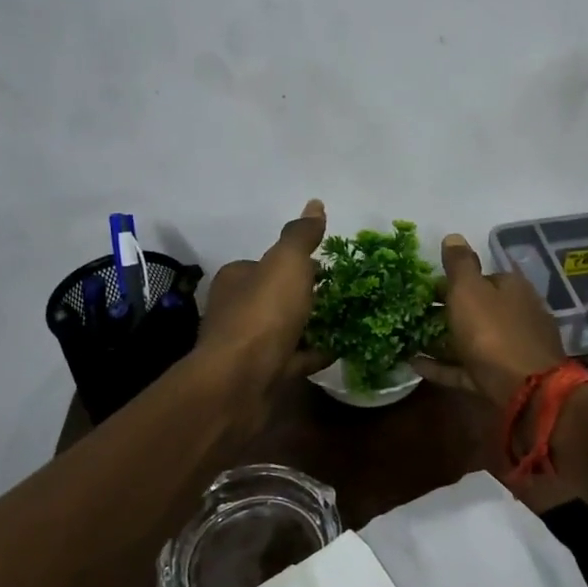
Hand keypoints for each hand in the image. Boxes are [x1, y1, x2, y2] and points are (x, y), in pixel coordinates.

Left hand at [196, 200, 329, 393]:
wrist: (240, 383)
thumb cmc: (262, 315)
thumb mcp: (286, 264)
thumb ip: (301, 236)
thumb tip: (316, 203)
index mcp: (237, 278)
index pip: (269, 264)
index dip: (299, 265)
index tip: (331, 268)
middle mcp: (237, 309)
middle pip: (279, 297)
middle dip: (309, 296)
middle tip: (346, 293)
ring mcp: (249, 345)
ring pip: (288, 329)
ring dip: (314, 325)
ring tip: (350, 319)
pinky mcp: (263, 374)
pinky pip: (296, 358)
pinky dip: (316, 353)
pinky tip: (342, 348)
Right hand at [411, 234, 567, 405]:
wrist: (527, 390)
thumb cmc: (494, 332)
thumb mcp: (470, 291)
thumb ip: (460, 264)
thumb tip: (453, 236)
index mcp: (512, 288)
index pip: (483, 277)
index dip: (453, 281)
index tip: (425, 288)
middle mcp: (517, 315)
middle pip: (478, 310)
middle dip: (448, 311)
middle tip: (414, 314)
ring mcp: (511, 350)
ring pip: (472, 340)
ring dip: (443, 340)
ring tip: (409, 339)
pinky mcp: (502, 379)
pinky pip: (467, 368)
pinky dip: (443, 366)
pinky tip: (416, 366)